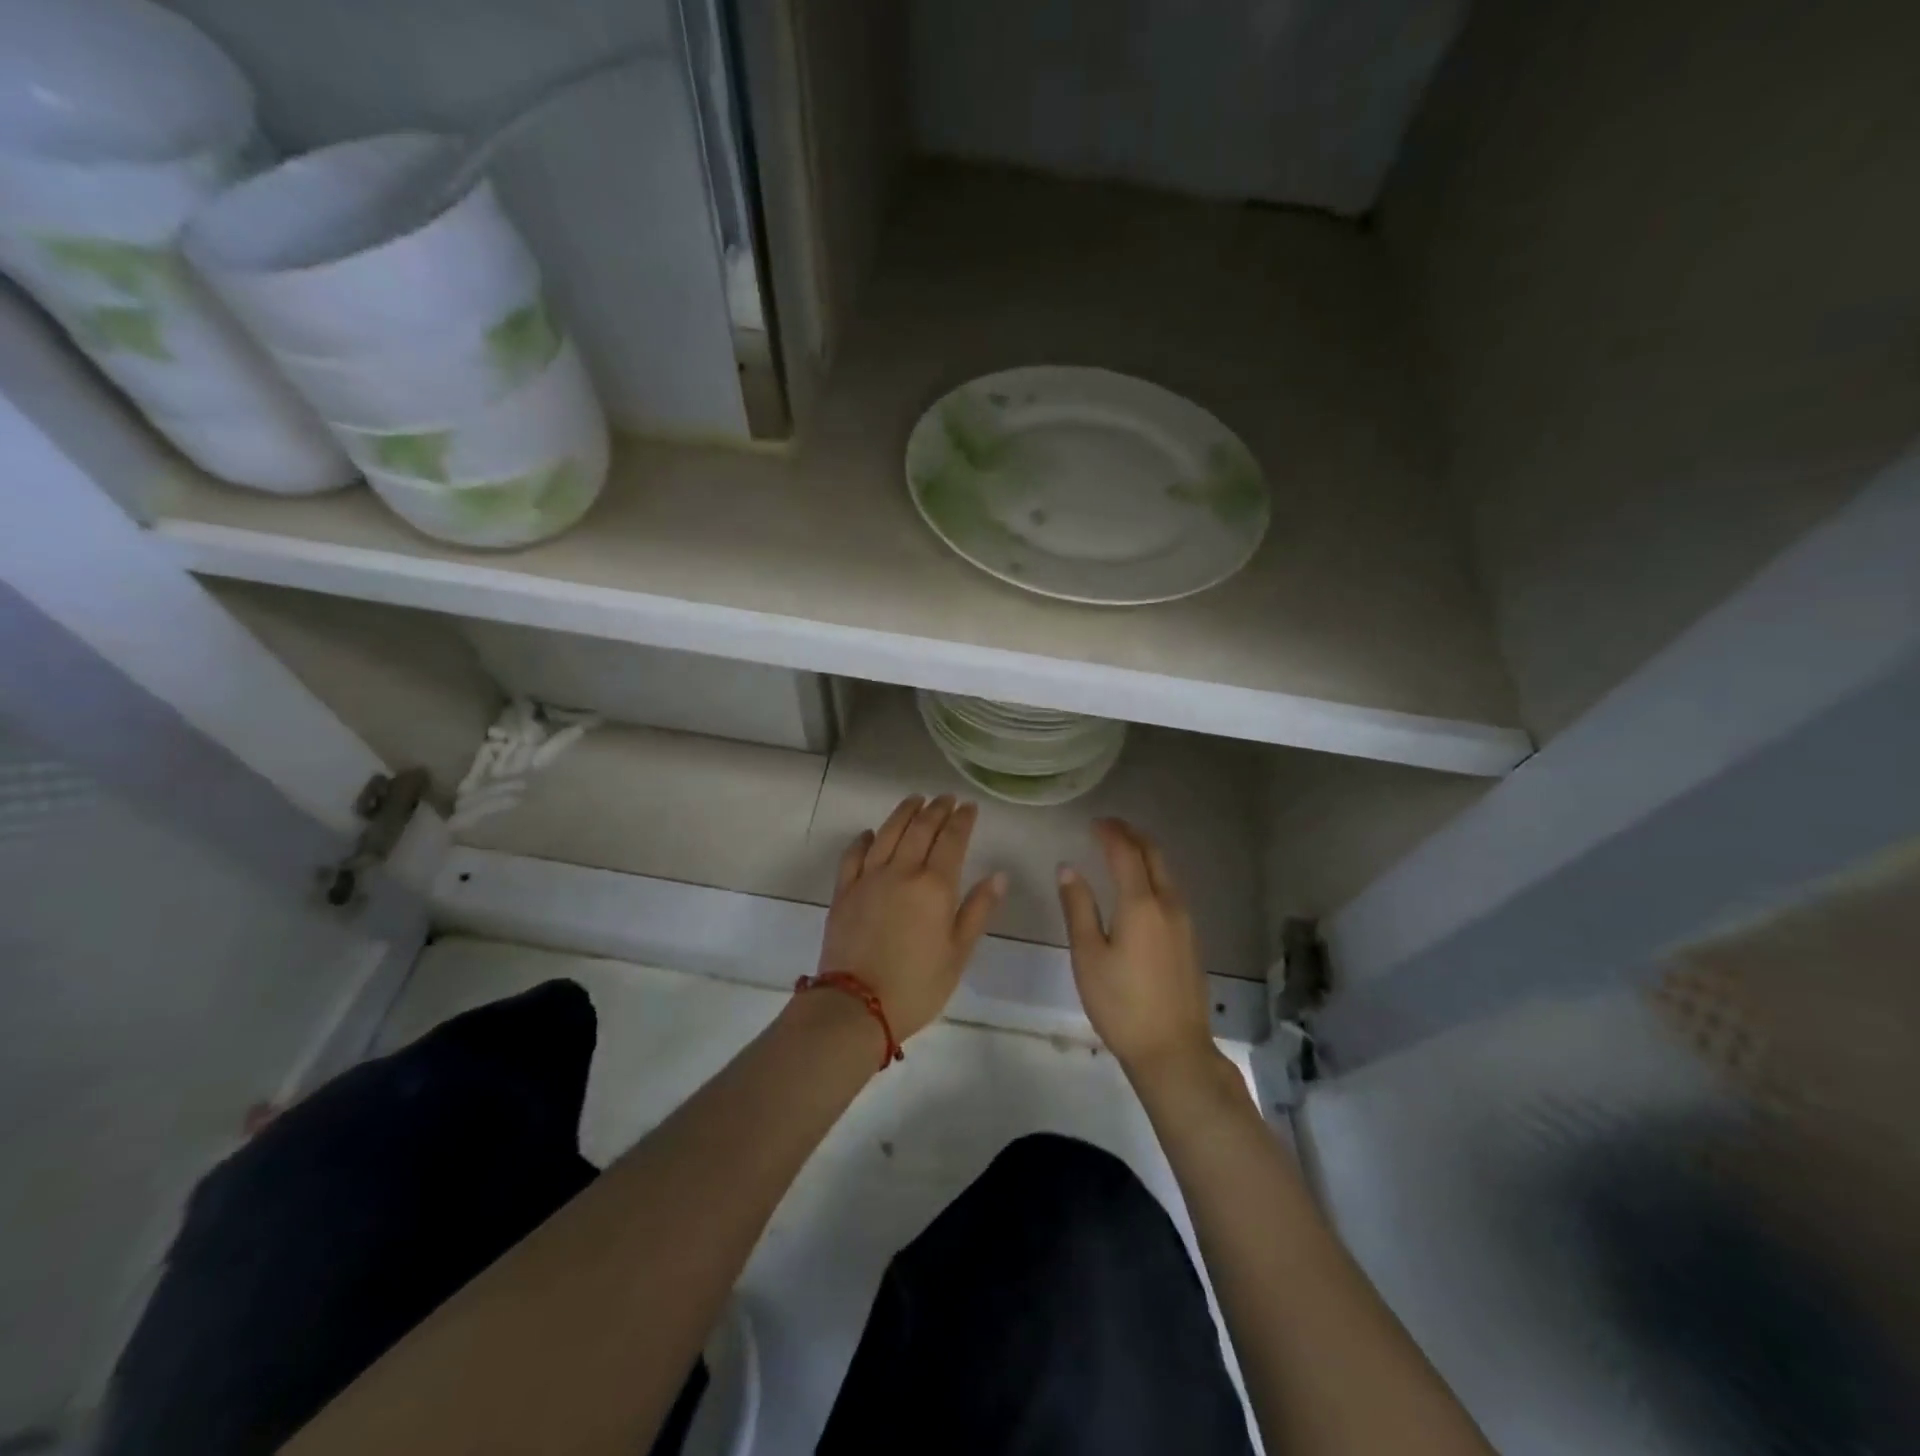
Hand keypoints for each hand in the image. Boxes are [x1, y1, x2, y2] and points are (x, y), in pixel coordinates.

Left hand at [818, 794, 1006, 1042]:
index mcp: (935, 886)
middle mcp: (902, 872)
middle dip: (936, 809)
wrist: (856, 1006)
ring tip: (915, 800)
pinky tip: (871, 834)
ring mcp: (868, 878)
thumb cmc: (917, 985)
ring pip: (888, 833)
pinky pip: (853, 855)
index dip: (962, 820)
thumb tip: (998, 875)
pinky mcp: (844, 891)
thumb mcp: (959, 953)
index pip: (952, 840)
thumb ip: (978, 910)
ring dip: (903, 813)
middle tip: (946, 798)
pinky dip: (864, 839)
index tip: (969, 806)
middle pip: (920, 829)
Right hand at [1058, 819, 1217, 1082]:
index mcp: (1141, 904)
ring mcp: (1185, 922)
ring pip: (1166, 872)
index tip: (1094, 823)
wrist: (1174, 1051)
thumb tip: (1068, 869)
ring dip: (1145, 854)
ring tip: (1122, 850)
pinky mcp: (1190, 940)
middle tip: (1109, 827)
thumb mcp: (1088, 956)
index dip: (1110, 833)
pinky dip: (1154, 874)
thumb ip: (1078, 908)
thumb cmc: (1121, 1004)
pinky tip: (1140, 886)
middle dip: (1132, 835)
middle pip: (1154, 855)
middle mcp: (1168, 904)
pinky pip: (1171, 891)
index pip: (1125, 853)